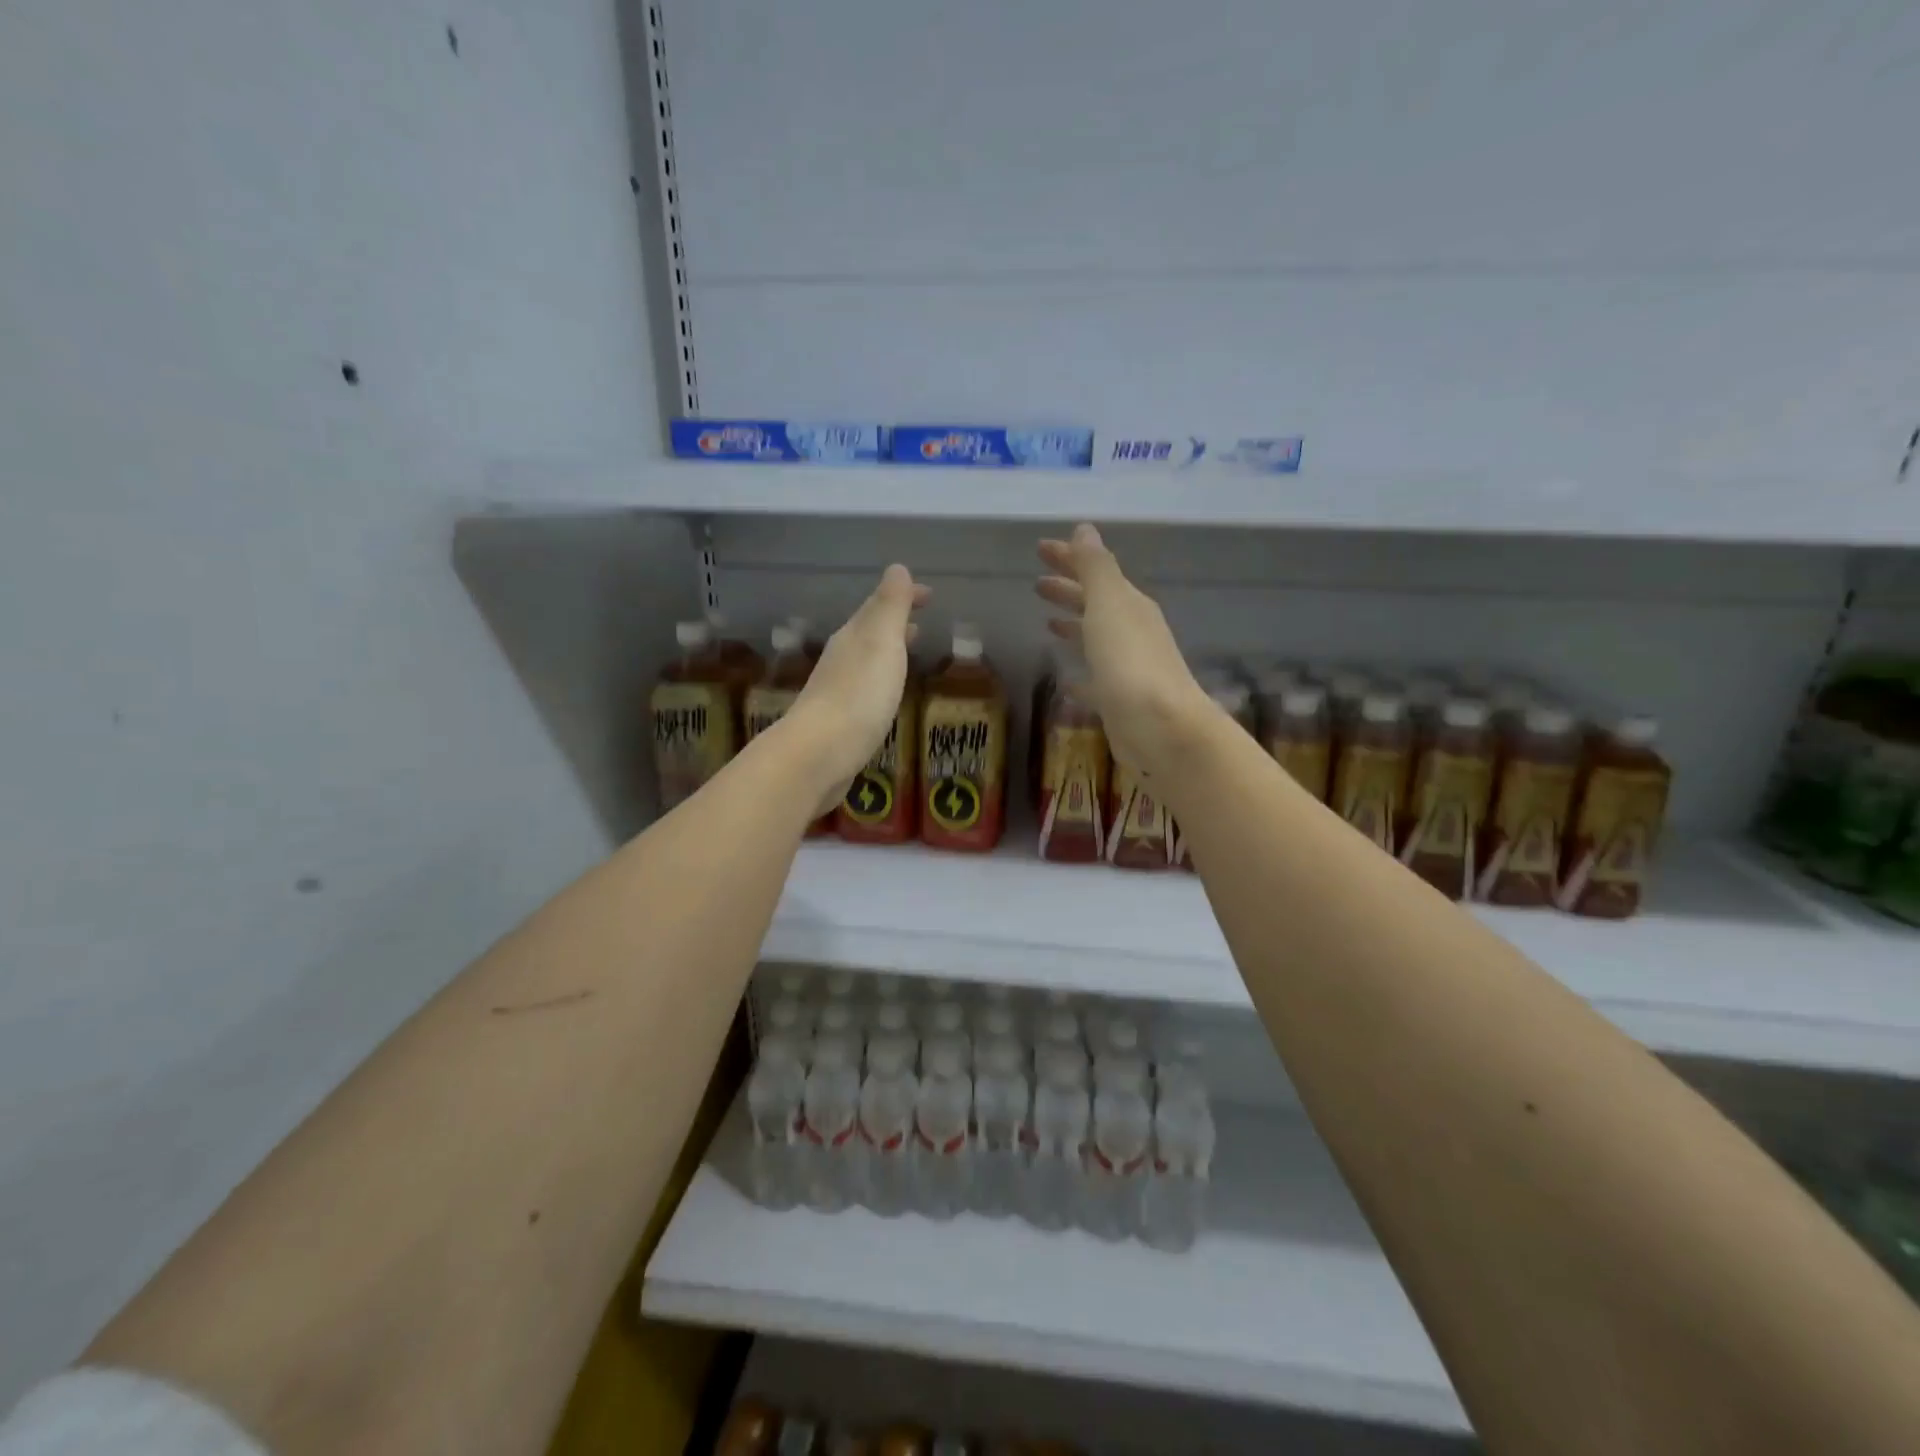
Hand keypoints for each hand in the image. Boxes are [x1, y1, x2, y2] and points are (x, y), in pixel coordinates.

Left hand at [788, 564, 929, 799]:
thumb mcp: (881, 642)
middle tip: (920, 621)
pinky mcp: (838, 722)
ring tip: (908, 652)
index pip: (879, 606)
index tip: (930, 595)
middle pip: (869, 631)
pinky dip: (880, 680)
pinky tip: (886, 695)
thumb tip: (897, 568)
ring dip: (887, 651)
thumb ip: (890, 606)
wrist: (820, 753)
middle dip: (894, 622)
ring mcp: (836, 690)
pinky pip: (864, 689)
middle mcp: (841, 658)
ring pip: (866, 660)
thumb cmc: (859, 694)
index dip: (904, 596)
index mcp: (853, 636)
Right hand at [1036, 524, 1212, 772]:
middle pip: (1096, 604)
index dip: (1068, 558)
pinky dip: (1079, 675)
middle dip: (1069, 591)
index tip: (1039, 548)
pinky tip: (1065, 679)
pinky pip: (1094, 681)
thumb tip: (1084, 528)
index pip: (1095, 571)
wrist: (1160, 728)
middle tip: (1037, 584)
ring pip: (1095, 640)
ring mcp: (1127, 669)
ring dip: (1074, 627)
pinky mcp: (1119, 702)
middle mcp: (1132, 632)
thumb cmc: (1129, 662)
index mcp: (1129, 605)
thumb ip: (1095, 568)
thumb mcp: (1109, 605)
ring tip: (1047, 623)